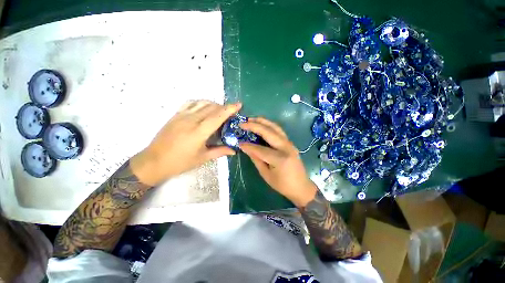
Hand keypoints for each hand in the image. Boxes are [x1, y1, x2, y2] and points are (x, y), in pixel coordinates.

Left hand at [131, 100, 241, 185]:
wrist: (154, 161)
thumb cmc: (180, 162)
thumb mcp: (202, 158)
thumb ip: (220, 151)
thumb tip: (234, 150)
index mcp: (199, 132)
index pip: (217, 116)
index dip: (229, 109)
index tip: (239, 105)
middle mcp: (191, 120)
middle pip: (211, 107)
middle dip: (224, 107)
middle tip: (231, 113)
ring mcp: (181, 116)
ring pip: (201, 103)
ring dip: (213, 104)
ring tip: (219, 111)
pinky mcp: (175, 115)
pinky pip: (190, 103)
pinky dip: (201, 102)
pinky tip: (204, 108)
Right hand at [239, 118, 317, 206]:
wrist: (301, 186)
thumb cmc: (282, 185)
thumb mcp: (266, 174)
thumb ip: (256, 159)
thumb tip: (246, 148)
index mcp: (280, 159)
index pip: (260, 149)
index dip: (248, 146)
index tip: (239, 143)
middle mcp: (286, 148)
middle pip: (268, 132)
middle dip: (254, 126)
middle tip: (243, 123)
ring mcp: (290, 144)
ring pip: (275, 127)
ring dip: (263, 122)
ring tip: (252, 119)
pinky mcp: (290, 143)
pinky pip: (279, 131)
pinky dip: (269, 125)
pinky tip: (262, 124)